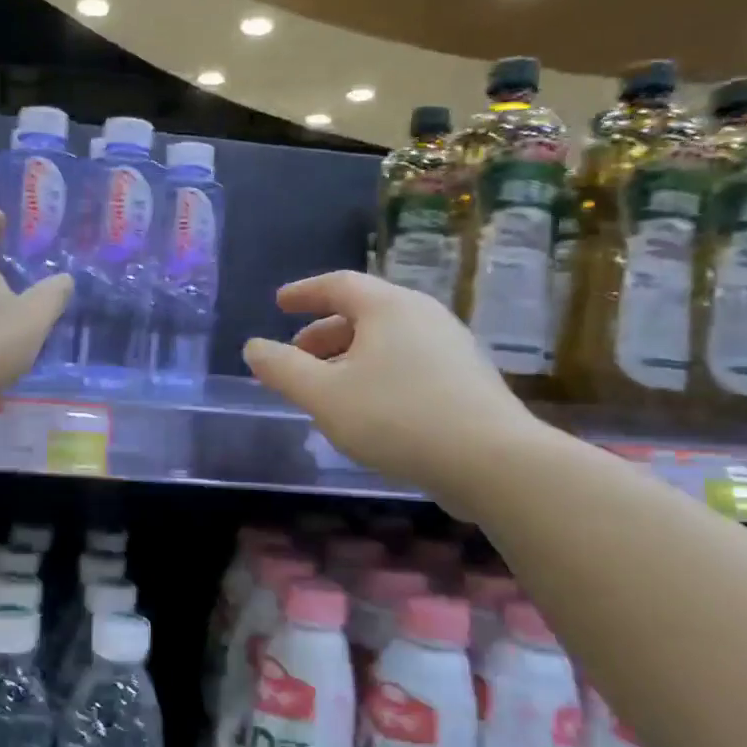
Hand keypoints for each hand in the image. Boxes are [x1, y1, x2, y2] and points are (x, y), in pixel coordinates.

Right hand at [242, 271, 545, 510]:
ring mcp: (452, 347)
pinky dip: (376, 373)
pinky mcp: (467, 380)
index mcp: (389, 308)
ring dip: (349, 357)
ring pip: (387, 341)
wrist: (493, 462)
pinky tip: (368, 410)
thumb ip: (283, 369)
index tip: (279, 303)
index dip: (304, 292)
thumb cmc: (397, 417)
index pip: (338, 284)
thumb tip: (252, 347)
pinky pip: (408, 363)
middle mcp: (424, 316)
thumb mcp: (324, 395)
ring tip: (326, 389)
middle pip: (364, 312)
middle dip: (323, 333)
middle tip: (297, 357)